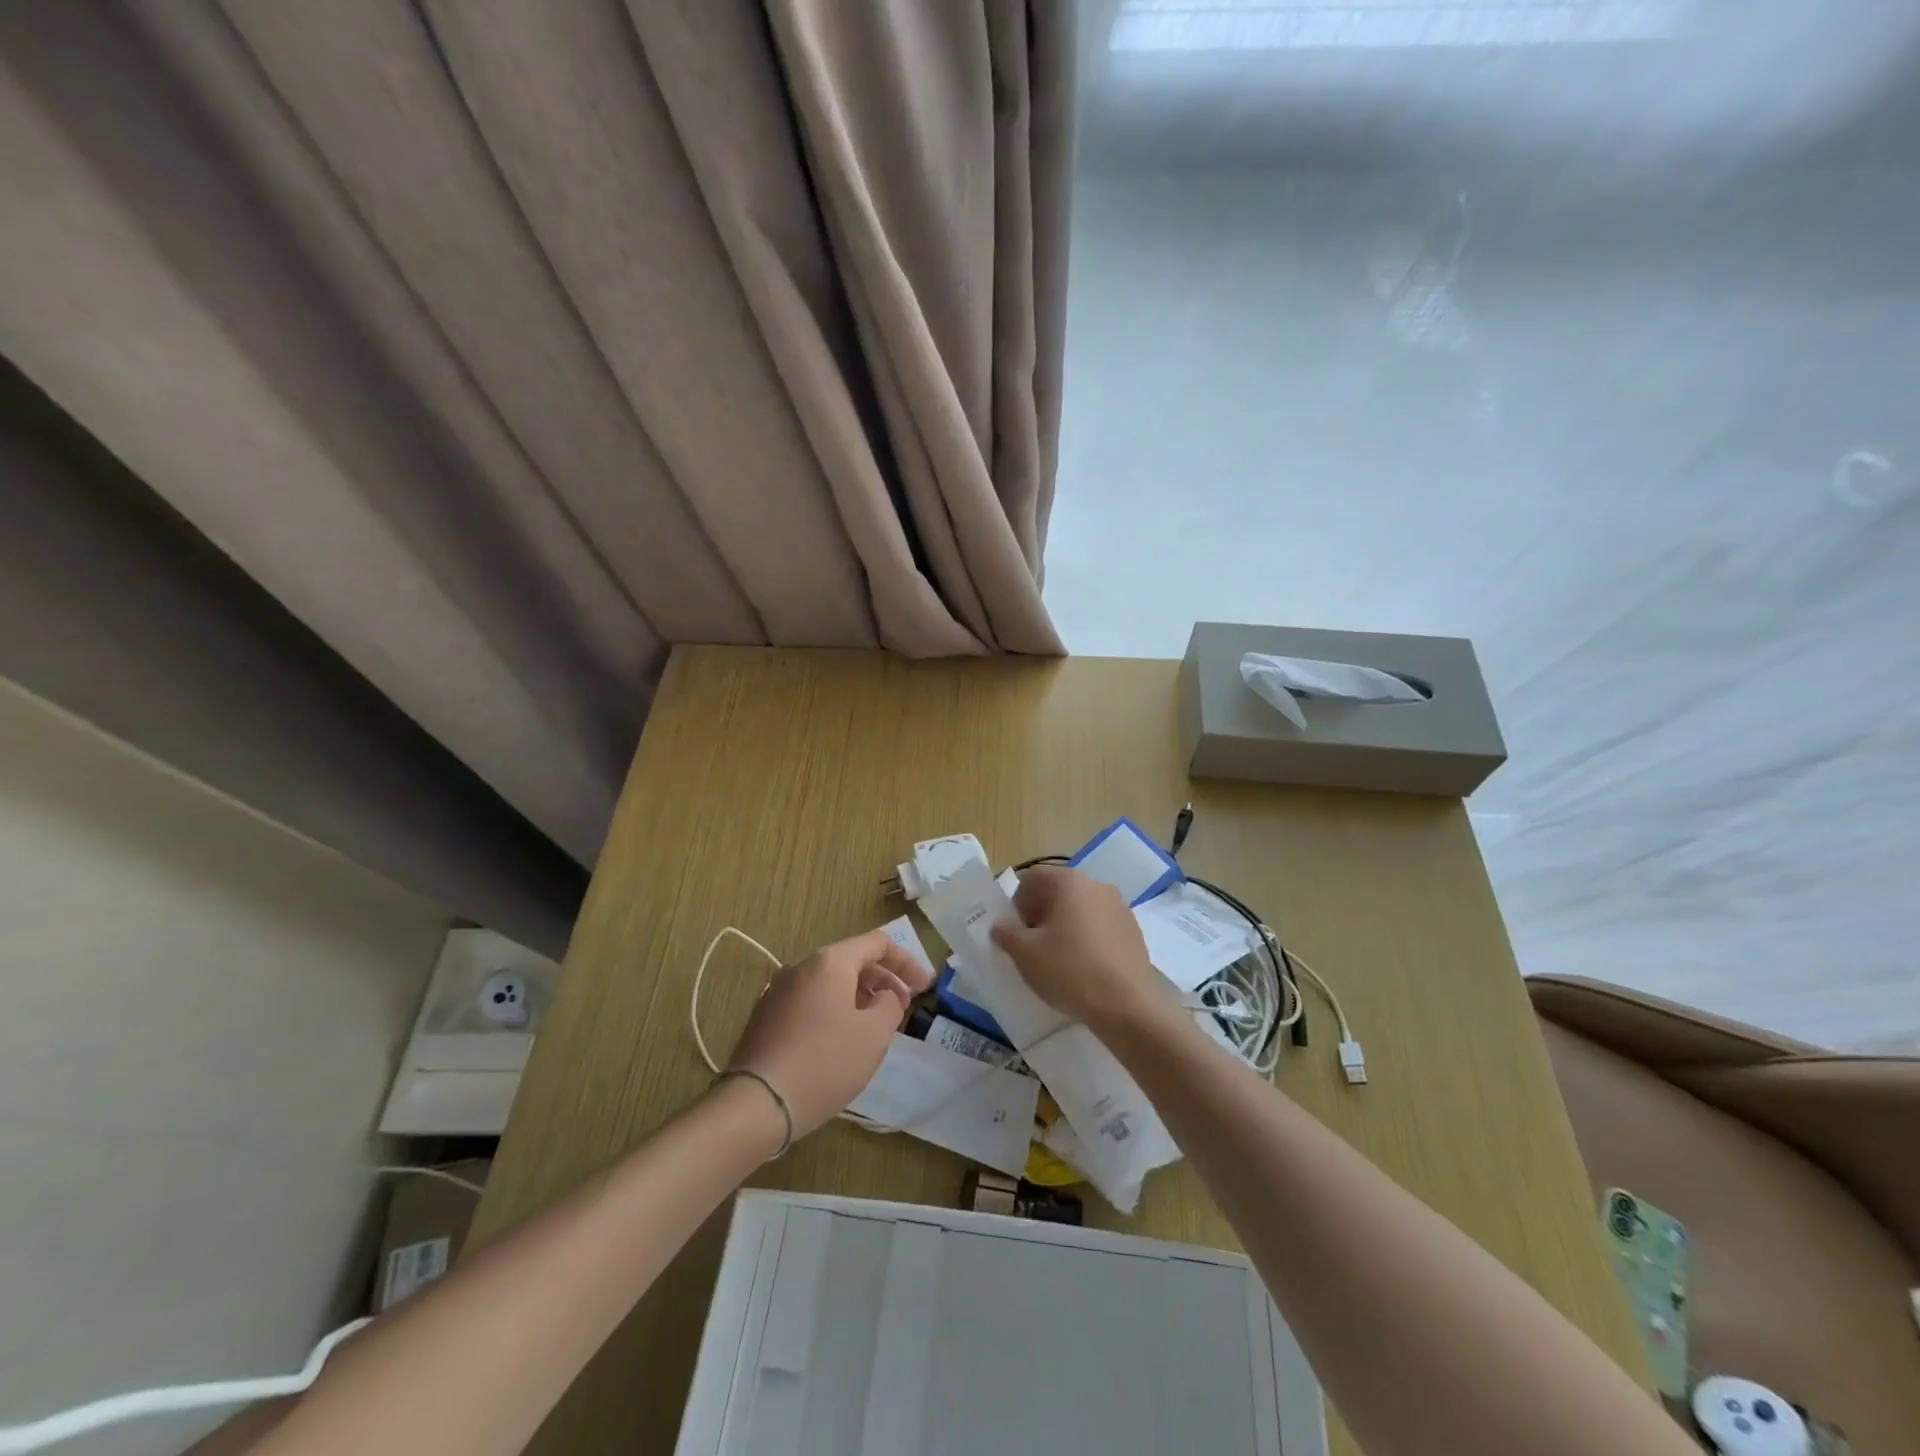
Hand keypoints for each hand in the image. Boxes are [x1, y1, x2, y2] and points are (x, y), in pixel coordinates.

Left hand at [726, 930, 931, 1137]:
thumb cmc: (824, 1062)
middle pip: (852, 960)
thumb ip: (891, 1005)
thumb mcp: (874, 1034)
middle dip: (883, 979)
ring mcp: (778, 990)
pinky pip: (811, 1001)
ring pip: (830, 982)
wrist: (756, 1104)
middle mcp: (801, 966)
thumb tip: (887, 996)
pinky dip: (835, 1009)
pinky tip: (842, 1039)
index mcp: (829, 961)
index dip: (907, 962)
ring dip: (860, 995)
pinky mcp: (766, 1017)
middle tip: (904, 1006)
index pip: (877, 943)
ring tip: (876, 1024)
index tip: (925, 987)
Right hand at [990, 865, 1174, 1035]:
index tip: (1016, 933)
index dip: (1017, 904)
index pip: (1031, 879)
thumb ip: (1006, 933)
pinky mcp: (1133, 929)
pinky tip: (1084, 967)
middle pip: (1057, 892)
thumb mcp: (1025, 954)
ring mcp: (1119, 906)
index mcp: (1068, 881)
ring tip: (1059, 960)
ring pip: (1080, 909)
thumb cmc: (1069, 970)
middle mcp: (1095, 884)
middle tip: (1033, 947)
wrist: (1127, 1005)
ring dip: (1064, 926)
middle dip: (1040, 915)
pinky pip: (1100, 925)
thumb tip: (1002, 925)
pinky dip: (1087, 938)